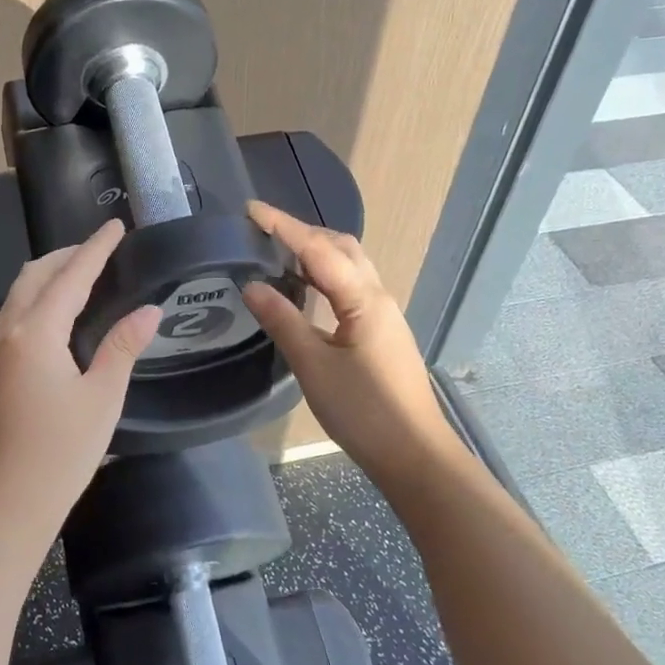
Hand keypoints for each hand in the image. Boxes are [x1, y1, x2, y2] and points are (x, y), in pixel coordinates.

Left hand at [0, 221, 159, 530]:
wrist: (5, 505)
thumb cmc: (61, 453)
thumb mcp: (102, 397)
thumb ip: (123, 346)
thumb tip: (149, 310)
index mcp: (35, 334)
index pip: (71, 276)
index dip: (95, 248)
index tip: (115, 225)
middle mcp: (7, 333)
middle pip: (34, 276)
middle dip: (66, 256)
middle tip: (100, 249)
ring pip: (18, 296)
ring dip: (48, 277)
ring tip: (82, 274)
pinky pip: (13, 317)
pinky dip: (37, 301)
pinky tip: (59, 316)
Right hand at [243, 201, 459, 487]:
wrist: (414, 455)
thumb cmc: (364, 412)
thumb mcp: (314, 367)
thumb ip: (283, 321)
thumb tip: (252, 286)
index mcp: (363, 299)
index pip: (318, 249)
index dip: (283, 226)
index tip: (250, 209)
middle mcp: (378, 296)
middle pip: (341, 247)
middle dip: (302, 232)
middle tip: (262, 230)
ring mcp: (383, 314)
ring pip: (349, 266)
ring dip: (315, 251)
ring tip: (277, 252)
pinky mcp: (381, 332)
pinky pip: (350, 286)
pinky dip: (324, 275)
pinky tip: (304, 289)